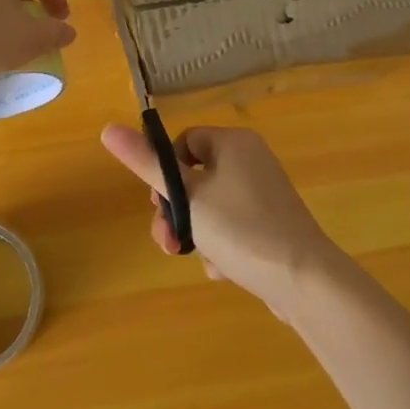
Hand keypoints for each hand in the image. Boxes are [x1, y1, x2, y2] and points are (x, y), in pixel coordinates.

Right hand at [99, 124, 345, 316]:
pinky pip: (233, 226)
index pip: (184, 142)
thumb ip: (146, 164)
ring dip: (197, 234)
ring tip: (199, 259)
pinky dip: (222, 246)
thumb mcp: (186, 197)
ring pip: (210, 207)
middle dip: (177, 212)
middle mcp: (252, 160)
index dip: (165, 172)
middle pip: (195, 177)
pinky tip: (225, 269)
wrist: (303, 280)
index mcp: (233, 143)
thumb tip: (107, 128)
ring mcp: (265, 193)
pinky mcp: (272, 224)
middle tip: (168, 241)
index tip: (158, 204)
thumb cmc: (241, 229)